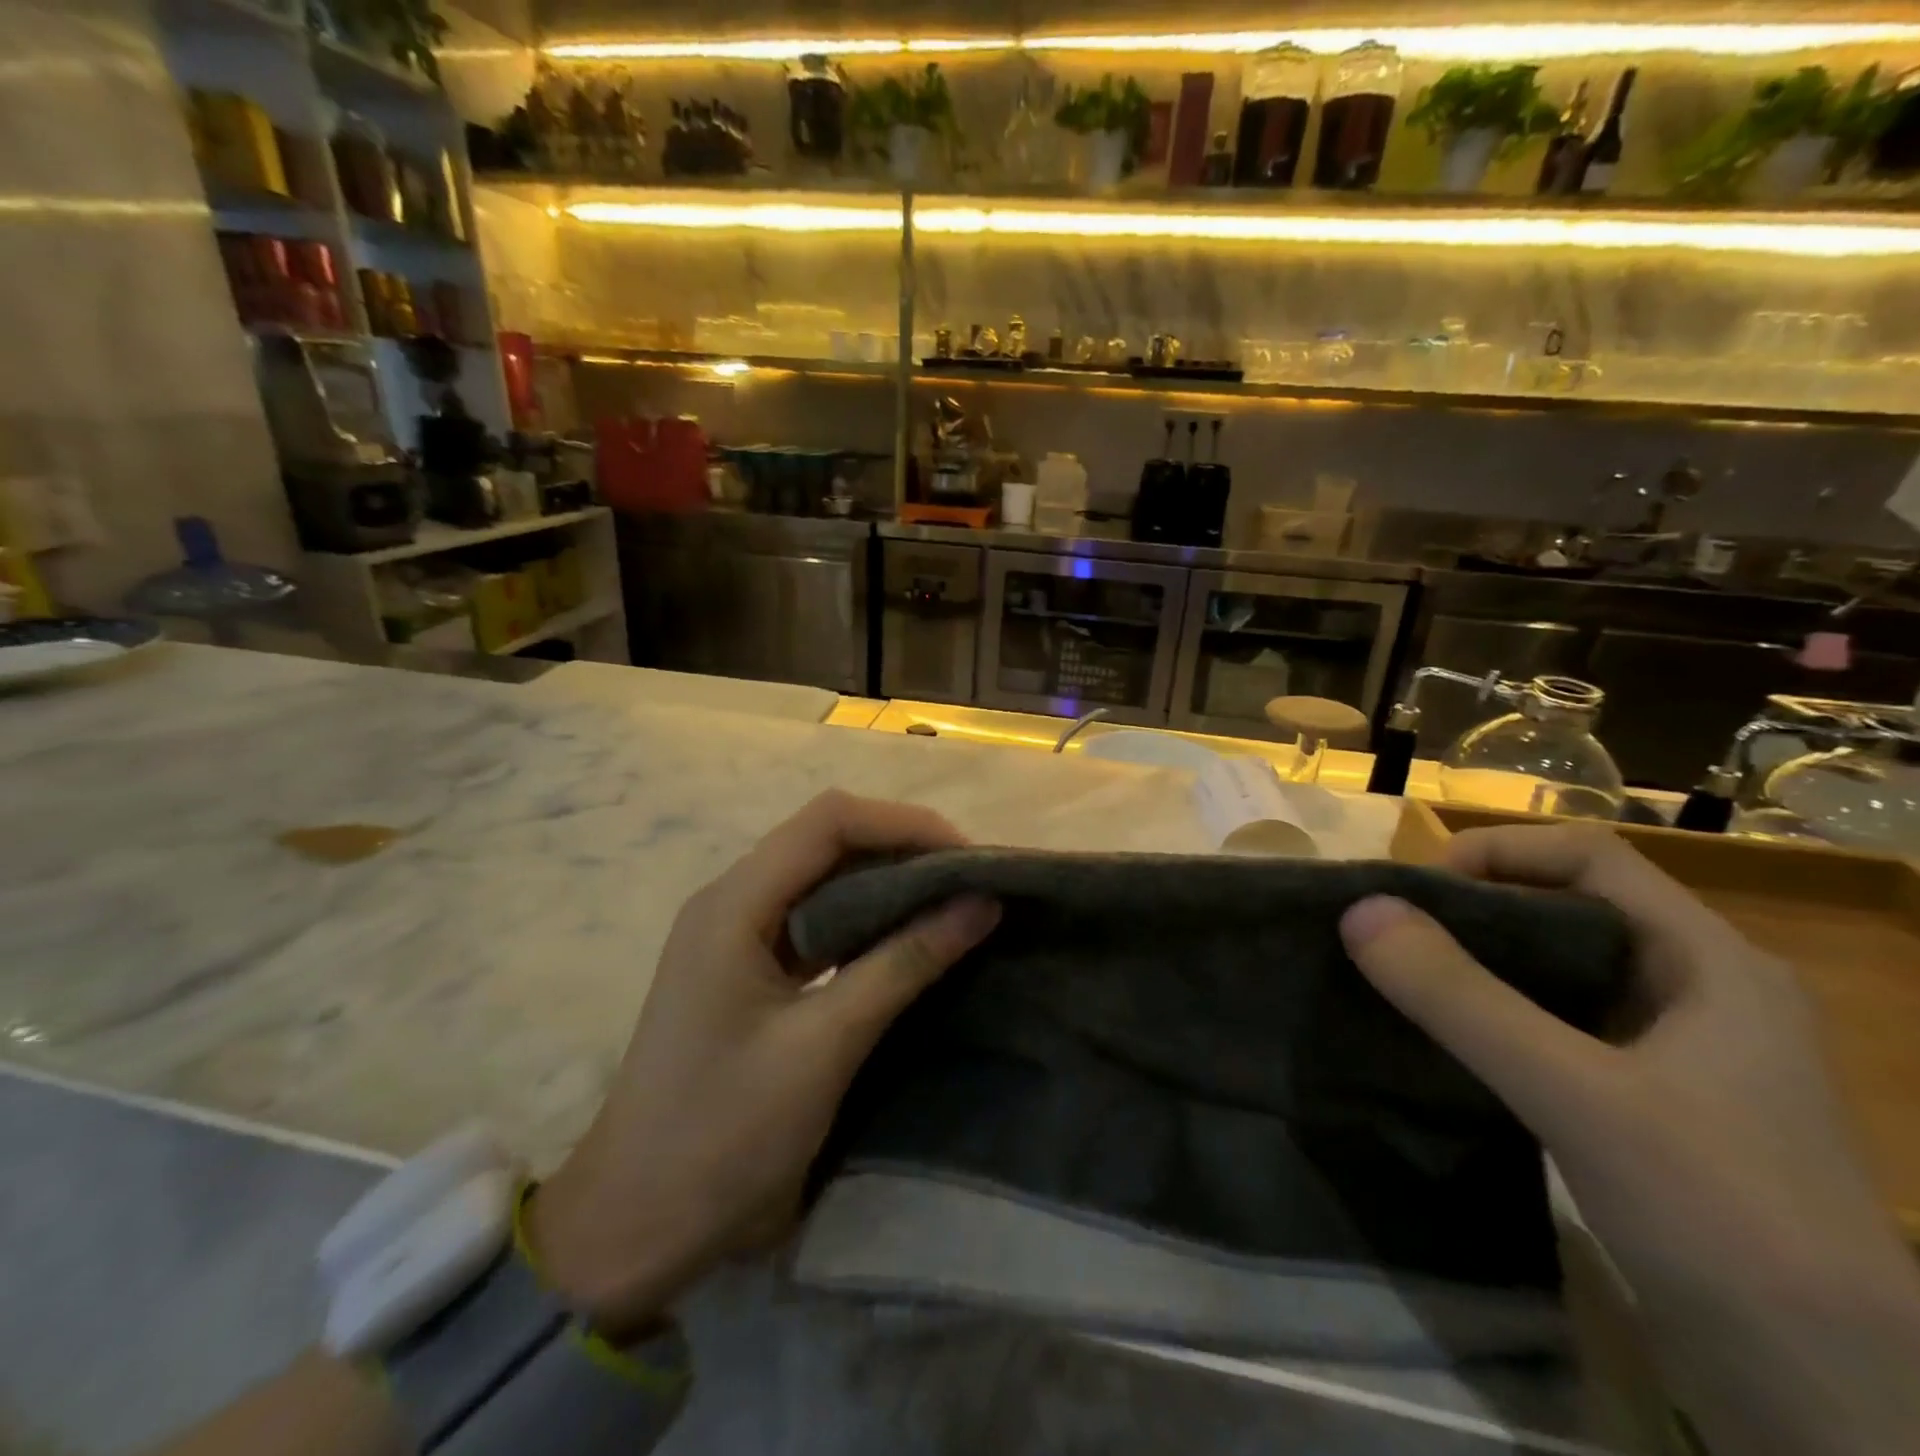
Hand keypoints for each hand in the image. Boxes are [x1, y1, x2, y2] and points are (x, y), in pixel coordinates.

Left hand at [527, 791, 999, 1341]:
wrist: (634, 1227)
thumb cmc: (722, 1136)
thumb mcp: (824, 1046)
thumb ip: (903, 964)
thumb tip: (981, 902)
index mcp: (735, 903)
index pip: (829, 821)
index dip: (904, 825)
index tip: (968, 860)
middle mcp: (732, 902)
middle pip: (827, 841)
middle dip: (902, 850)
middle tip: (971, 884)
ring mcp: (737, 936)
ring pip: (823, 880)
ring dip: (887, 885)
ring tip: (952, 906)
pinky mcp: (748, 971)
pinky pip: (815, 922)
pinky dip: (865, 923)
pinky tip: (906, 943)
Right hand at [1339, 825, 1919, 1455]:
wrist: (1837, 1403)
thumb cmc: (1721, 1216)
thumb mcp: (1574, 1094)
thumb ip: (1461, 998)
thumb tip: (1360, 910)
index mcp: (1711, 961)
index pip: (1592, 855)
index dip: (1499, 850)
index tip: (1417, 886)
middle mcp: (1701, 990)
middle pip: (1572, 906)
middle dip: (1477, 906)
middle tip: (1395, 930)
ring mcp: (1681, 1051)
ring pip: (1562, 968)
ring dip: (1481, 960)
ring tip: (1404, 975)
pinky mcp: (1654, 1103)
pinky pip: (1559, 1024)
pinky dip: (1497, 1013)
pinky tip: (1448, 1037)